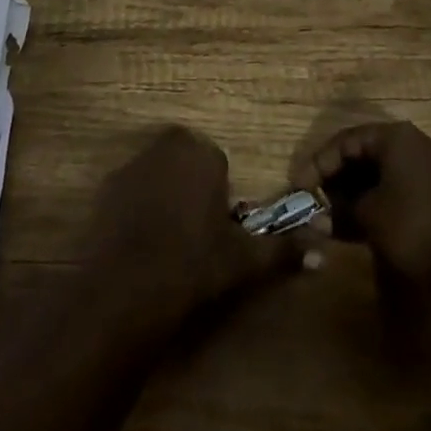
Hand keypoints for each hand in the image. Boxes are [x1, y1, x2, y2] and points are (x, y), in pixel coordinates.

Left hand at [78, 125, 303, 334]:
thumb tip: (324, 254)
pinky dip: (136, 209)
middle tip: (193, 237)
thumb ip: (283, 250)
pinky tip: (138, 244)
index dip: (218, 200)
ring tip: (165, 244)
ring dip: (163, 197)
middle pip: (187, 164)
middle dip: (191, 190)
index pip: (218, 166)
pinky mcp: (107, 185)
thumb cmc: (193, 264)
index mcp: (203, 153)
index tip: (215, 232)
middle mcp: (168, 145)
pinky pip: (130, 191)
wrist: (126, 285)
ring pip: (158, 175)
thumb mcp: (243, 260)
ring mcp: (133, 162)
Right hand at [291, 120, 430, 291]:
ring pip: (378, 172)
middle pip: (362, 153)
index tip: (298, 186)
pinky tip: (357, 223)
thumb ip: (340, 210)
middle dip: (335, 177)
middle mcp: (411, 143)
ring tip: (330, 214)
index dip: (319, 163)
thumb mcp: (369, 217)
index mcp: (395, 137)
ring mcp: (426, 168)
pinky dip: (373, 200)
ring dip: (353, 192)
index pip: (346, 140)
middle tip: (313, 199)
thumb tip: (319, 218)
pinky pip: (394, 187)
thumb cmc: (413, 228)